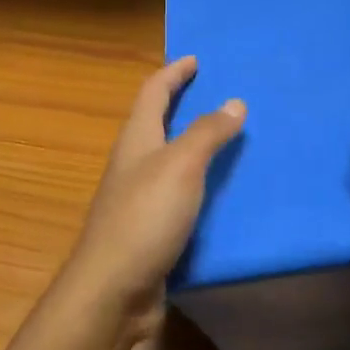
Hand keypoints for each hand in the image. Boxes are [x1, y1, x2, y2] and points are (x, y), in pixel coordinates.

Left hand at [58, 57, 244, 340]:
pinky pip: (178, 195)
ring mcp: (138, 199)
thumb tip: (235, 100)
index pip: (153, 93)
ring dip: (195, 146)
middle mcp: (133, 164)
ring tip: (231, 141)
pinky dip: (199, 185)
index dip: (173, 73)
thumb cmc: (144, 218)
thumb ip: (207, 133)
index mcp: (136, 140)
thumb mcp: (180, 166)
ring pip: (169, 160)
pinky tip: (222, 194)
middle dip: (183, 105)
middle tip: (220, 95)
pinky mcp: (149, 231)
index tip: (195, 59)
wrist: (114, 291)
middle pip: (157, 123)